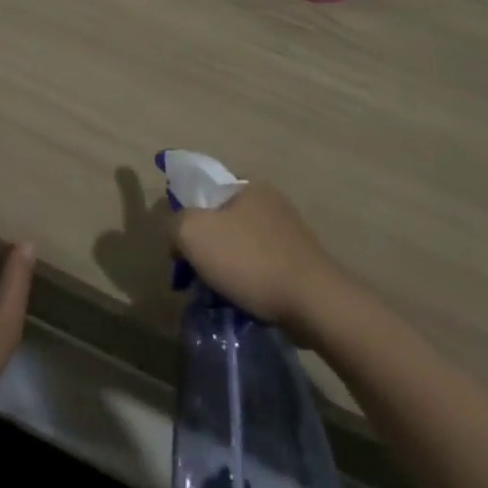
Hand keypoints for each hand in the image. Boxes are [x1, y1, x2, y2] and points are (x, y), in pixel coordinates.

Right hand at [170, 180, 347, 332]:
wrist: (312, 302)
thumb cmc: (249, 260)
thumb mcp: (193, 233)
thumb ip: (175, 224)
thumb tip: (178, 237)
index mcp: (248, 185)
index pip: (205, 193)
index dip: (187, 219)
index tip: (181, 250)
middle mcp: (271, 202)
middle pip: (222, 222)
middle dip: (207, 249)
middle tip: (195, 278)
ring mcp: (289, 232)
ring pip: (241, 247)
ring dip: (227, 269)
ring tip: (219, 296)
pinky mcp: (301, 262)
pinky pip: (261, 268)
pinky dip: (249, 283)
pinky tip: (244, 302)